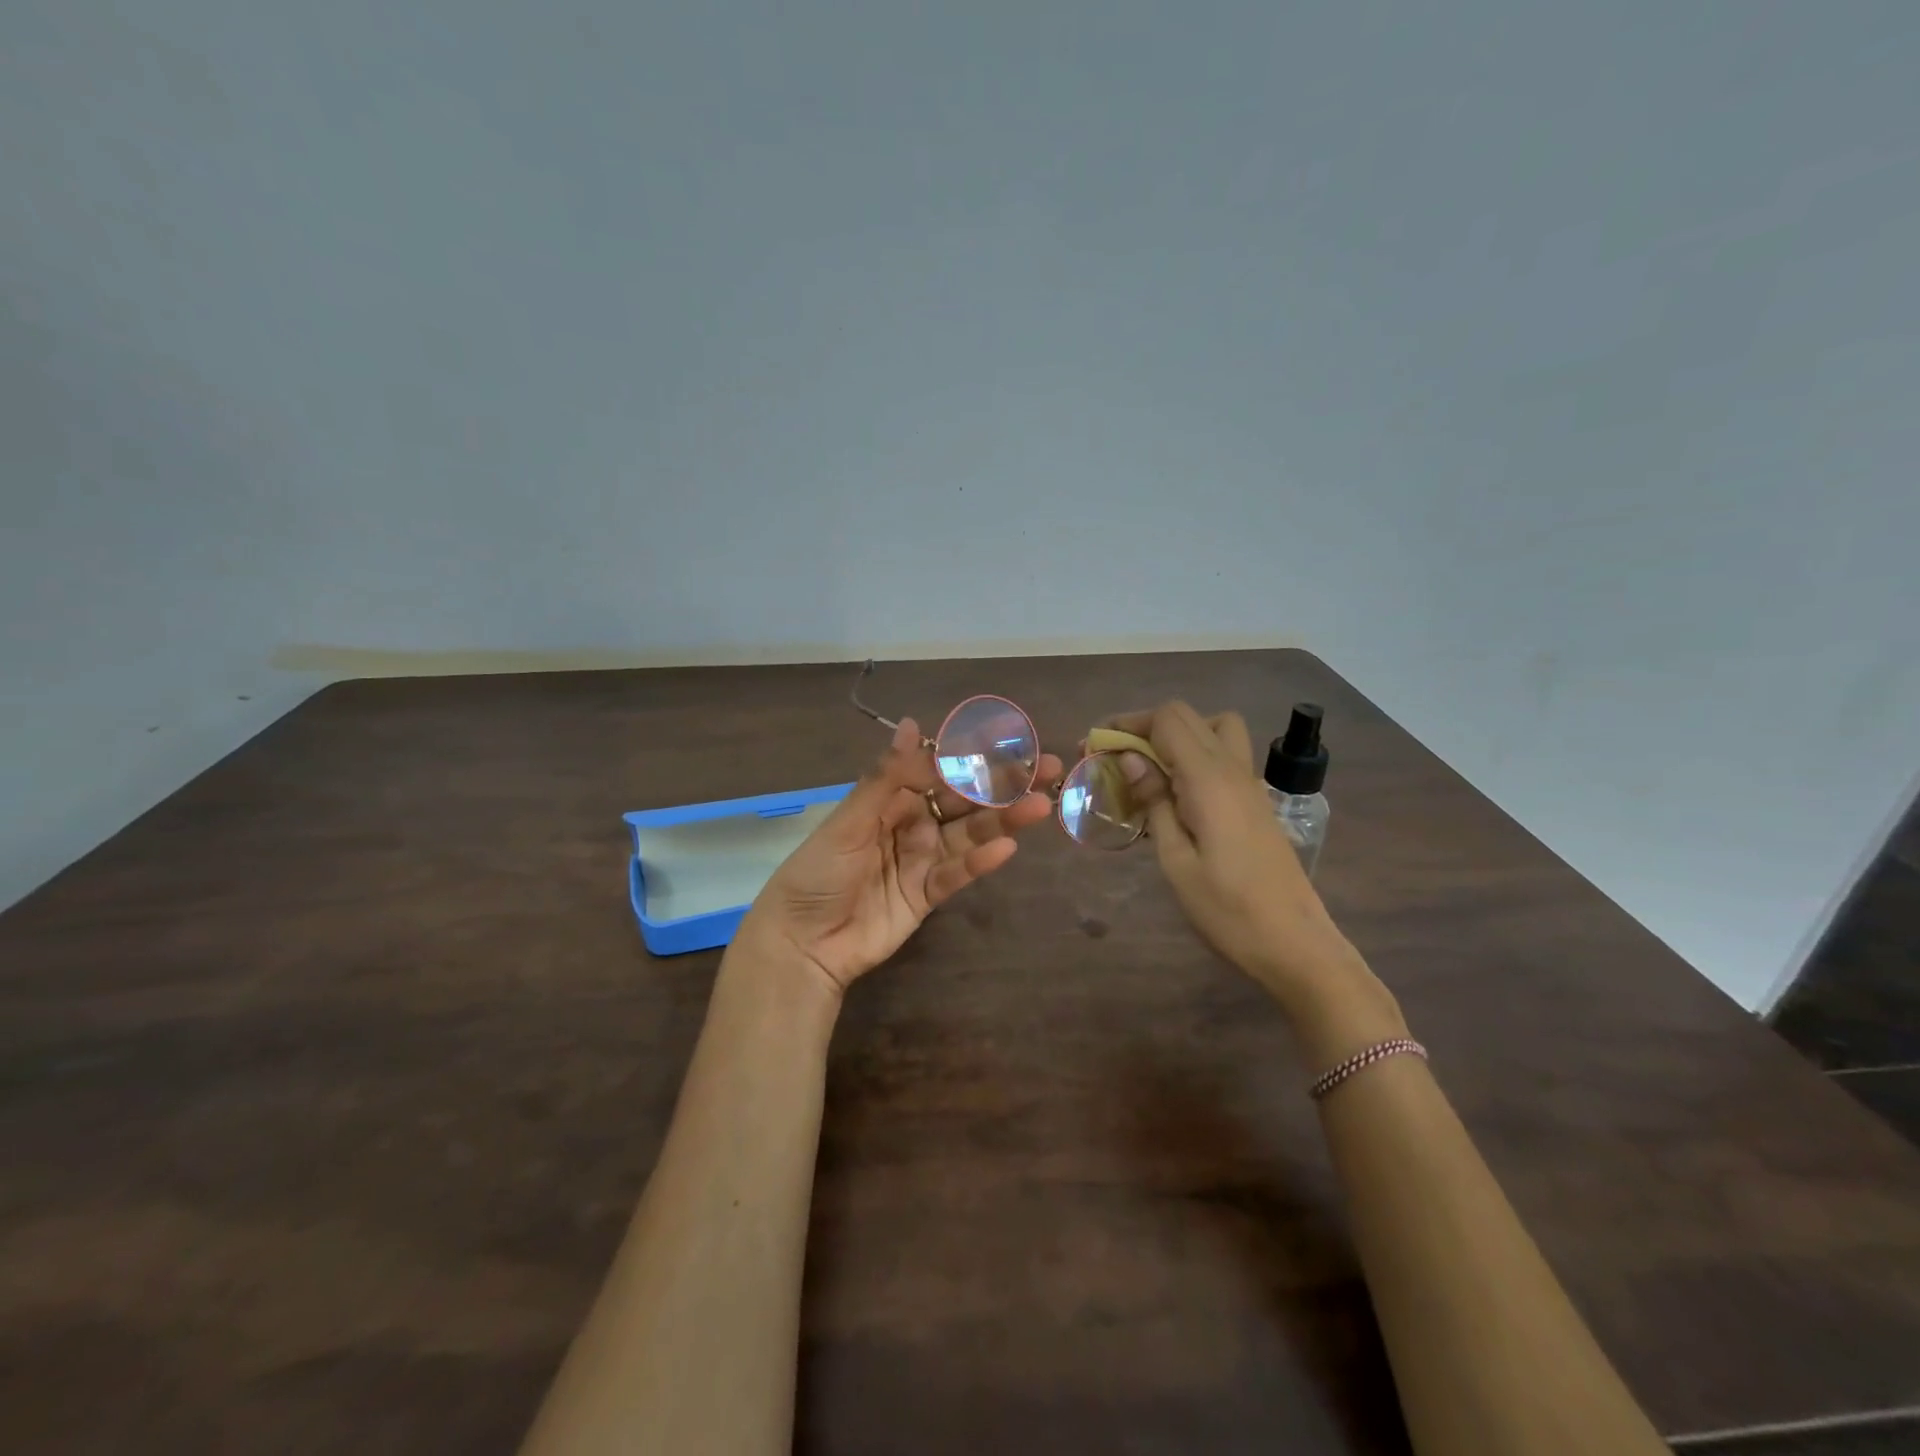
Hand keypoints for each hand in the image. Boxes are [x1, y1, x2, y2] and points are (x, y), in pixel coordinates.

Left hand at [738, 718, 1064, 995]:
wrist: (802, 943)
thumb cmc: (817, 872)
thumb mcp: (849, 820)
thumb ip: (886, 776)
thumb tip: (914, 723)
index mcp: (889, 799)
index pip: (939, 770)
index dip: (974, 756)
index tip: (1011, 742)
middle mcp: (911, 824)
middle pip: (964, 800)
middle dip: (1003, 784)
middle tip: (1048, 768)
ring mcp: (922, 859)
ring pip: (969, 834)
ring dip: (1003, 819)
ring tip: (1040, 806)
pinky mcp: (928, 895)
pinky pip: (958, 873)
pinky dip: (981, 861)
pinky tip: (1007, 847)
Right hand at [1099, 702, 1364, 1008]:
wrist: (1295, 943)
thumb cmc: (1228, 910)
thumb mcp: (1176, 861)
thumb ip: (1154, 803)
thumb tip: (1130, 760)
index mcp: (1210, 780)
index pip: (1168, 720)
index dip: (1128, 723)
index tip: (1095, 746)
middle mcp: (1233, 769)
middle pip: (1187, 716)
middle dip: (1144, 726)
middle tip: (1112, 757)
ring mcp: (1250, 784)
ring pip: (1213, 728)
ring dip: (1176, 735)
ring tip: (1149, 769)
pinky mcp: (1256, 801)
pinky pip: (1223, 755)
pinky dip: (1194, 756)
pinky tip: (1175, 794)